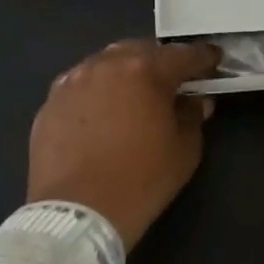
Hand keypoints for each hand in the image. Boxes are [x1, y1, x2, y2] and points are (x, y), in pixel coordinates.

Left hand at [27, 40, 222, 248]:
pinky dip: (97, 92)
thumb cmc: (141, 180)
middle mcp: (105, 65)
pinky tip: (102, 113)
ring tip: (134, 93)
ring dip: (124, 73)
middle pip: (139, 51)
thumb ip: (192, 116)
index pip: (182, 55)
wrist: (78, 212)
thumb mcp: (184, 151)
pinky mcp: (50, 103)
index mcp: (145, 71)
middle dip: (159, 61)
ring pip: (105, 65)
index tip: (214, 60)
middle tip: (172, 79)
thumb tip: (195, 101)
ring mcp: (72, 82)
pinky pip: (80, 87)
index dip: (203, 58)